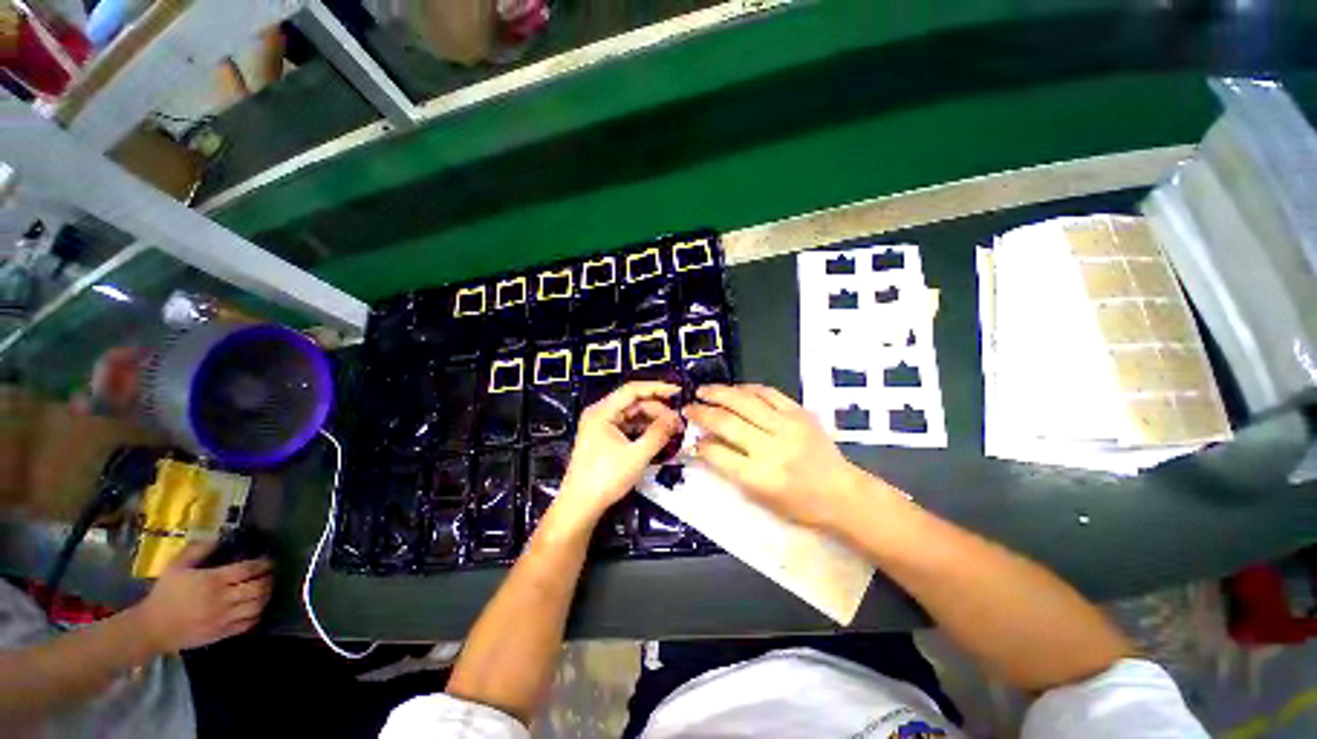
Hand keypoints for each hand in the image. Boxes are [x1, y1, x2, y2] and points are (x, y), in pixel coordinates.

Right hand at [132, 542, 273, 652]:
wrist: (152, 628)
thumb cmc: (165, 594)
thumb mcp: (176, 567)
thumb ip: (198, 550)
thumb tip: (219, 538)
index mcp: (213, 581)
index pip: (248, 570)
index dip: (263, 564)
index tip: (268, 560)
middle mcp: (223, 599)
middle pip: (257, 588)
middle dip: (269, 579)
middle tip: (271, 573)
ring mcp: (224, 618)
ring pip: (257, 606)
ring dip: (266, 596)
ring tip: (267, 588)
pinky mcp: (223, 633)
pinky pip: (249, 623)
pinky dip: (258, 613)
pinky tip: (257, 607)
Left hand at [555, 382, 683, 527]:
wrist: (580, 505)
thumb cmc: (605, 478)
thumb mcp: (637, 455)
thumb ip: (658, 434)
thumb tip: (677, 418)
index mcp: (602, 411)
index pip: (633, 390)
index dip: (657, 388)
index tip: (678, 391)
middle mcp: (601, 413)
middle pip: (634, 402)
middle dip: (658, 409)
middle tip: (678, 421)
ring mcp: (602, 426)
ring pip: (633, 415)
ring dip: (652, 421)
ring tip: (673, 430)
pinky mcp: (605, 438)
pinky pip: (628, 427)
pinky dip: (644, 430)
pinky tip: (659, 437)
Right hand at [685, 384, 893, 530]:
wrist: (842, 493)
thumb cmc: (798, 504)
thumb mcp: (759, 497)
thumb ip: (730, 468)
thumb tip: (705, 444)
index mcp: (759, 476)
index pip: (718, 453)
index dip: (700, 443)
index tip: (691, 436)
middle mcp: (771, 448)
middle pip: (727, 422)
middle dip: (702, 412)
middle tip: (688, 407)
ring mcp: (787, 426)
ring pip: (744, 401)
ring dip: (719, 393)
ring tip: (703, 390)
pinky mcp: (799, 412)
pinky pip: (768, 393)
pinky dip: (747, 388)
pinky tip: (734, 389)